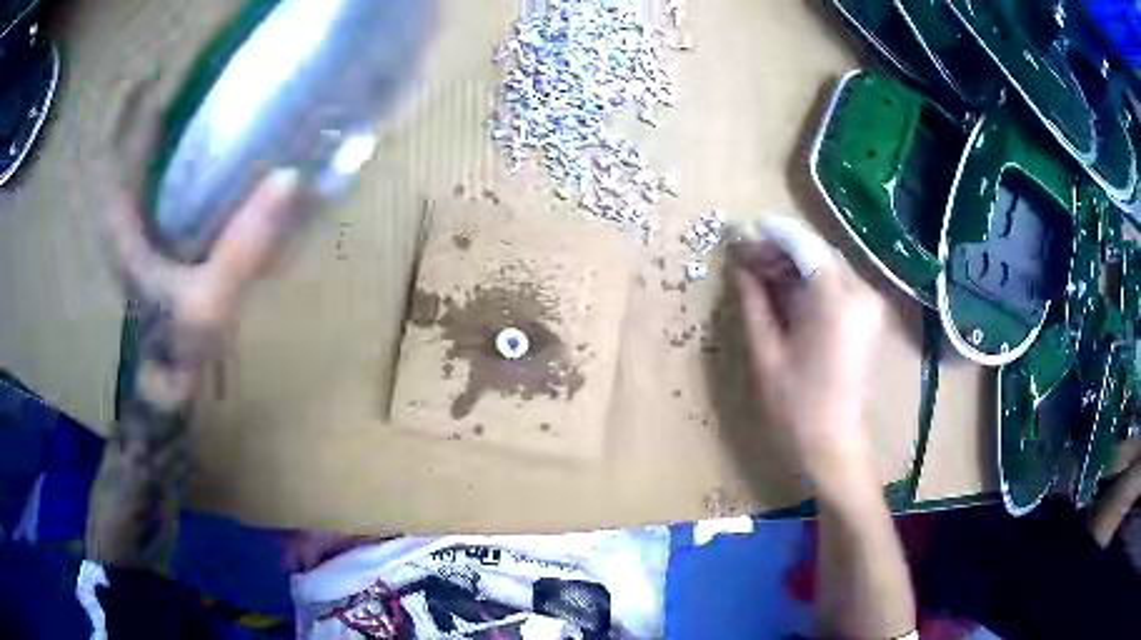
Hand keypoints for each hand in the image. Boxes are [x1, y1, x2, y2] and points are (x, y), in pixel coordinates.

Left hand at [86, 81, 303, 571]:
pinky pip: (159, 186)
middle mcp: (126, 219)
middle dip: (159, 107)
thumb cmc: (178, 351)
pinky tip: (211, 153)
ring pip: (146, 165)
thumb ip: (245, 245)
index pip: (122, 145)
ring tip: (207, 99)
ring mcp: (138, 231)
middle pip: (133, 146)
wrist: (169, 391)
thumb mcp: (211, 301)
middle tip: (200, 75)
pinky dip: (177, 160)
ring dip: (168, 130)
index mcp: (124, 224)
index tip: (168, 67)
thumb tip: (290, 179)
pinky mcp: (155, 242)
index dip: (138, 103)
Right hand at [733, 234, 882, 493]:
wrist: (833, 446)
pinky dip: (810, 282)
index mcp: (836, 302)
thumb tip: (740, 266)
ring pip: (827, 265)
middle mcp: (861, 294)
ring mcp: (870, 305)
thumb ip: (753, 302)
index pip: (803, 245)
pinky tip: (786, 294)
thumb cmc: (794, 408)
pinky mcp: (870, 317)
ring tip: (760, 277)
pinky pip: (837, 284)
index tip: (742, 233)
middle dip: (780, 250)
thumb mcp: (765, 353)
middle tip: (746, 260)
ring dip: (794, 265)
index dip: (770, 234)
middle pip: (817, 251)